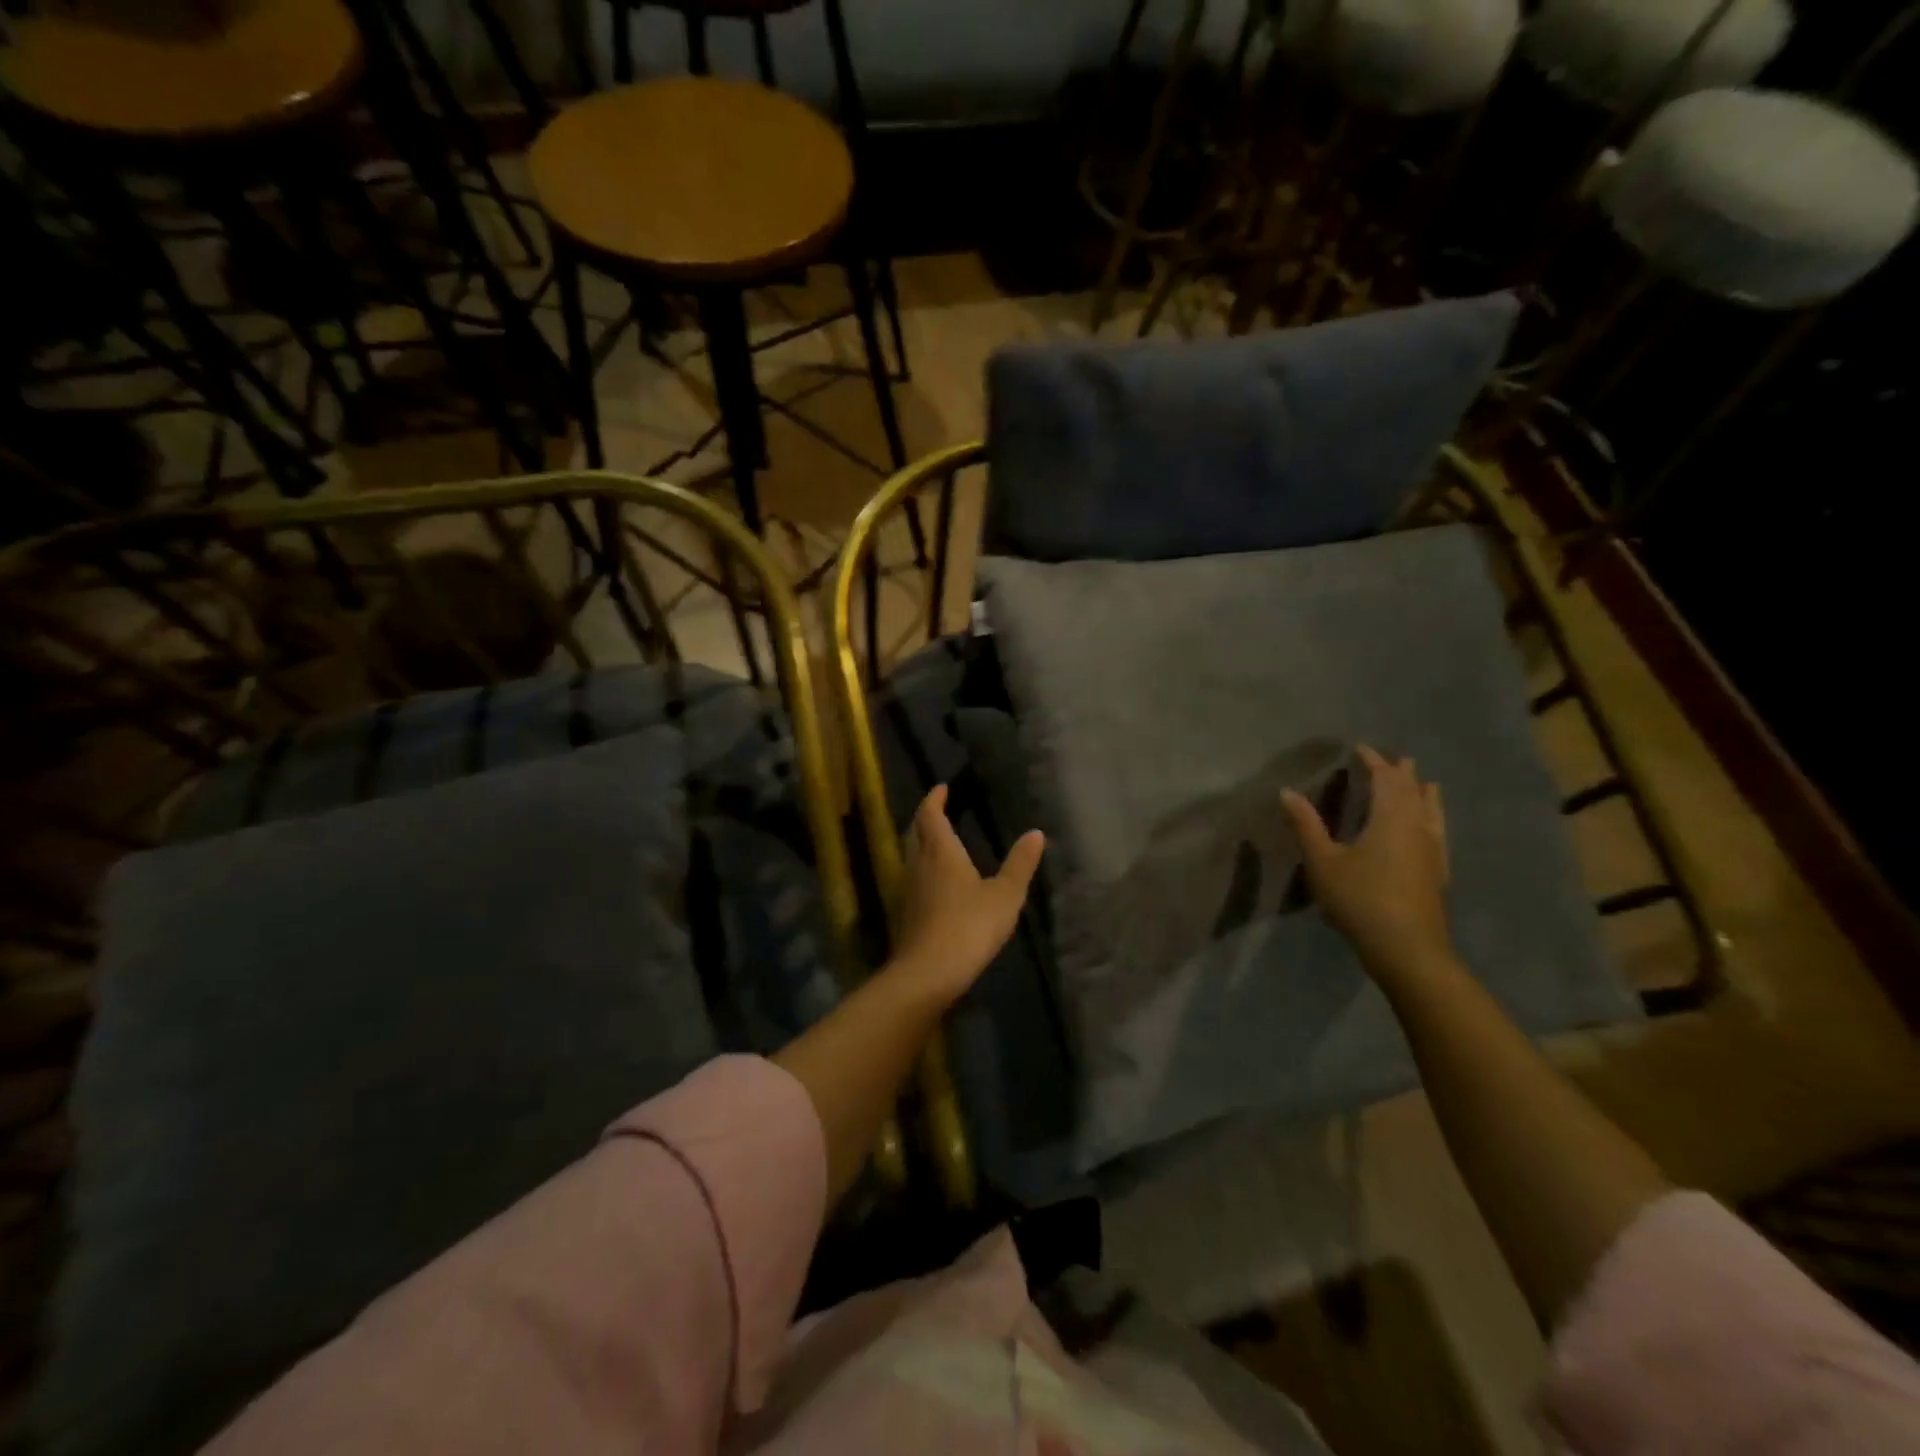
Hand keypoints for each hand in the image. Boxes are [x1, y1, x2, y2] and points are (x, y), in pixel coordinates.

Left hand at [888, 785, 1044, 1007]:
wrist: (928, 972)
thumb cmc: (969, 926)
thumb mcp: (1005, 895)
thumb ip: (1019, 864)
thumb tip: (1035, 833)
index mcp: (941, 851)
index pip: (931, 815)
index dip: (934, 799)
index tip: (941, 788)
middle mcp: (919, 863)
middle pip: (916, 831)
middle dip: (926, 817)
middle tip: (939, 809)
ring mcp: (909, 888)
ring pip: (911, 854)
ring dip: (921, 841)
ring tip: (939, 839)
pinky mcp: (906, 911)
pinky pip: (913, 876)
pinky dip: (923, 866)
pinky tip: (935, 880)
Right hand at [1281, 746, 1453, 984]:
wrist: (1407, 949)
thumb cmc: (1360, 899)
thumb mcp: (1322, 861)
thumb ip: (1306, 825)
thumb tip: (1287, 791)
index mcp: (1391, 818)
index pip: (1386, 779)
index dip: (1374, 762)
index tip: (1360, 749)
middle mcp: (1417, 828)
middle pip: (1413, 792)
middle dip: (1402, 774)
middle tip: (1396, 760)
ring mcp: (1432, 851)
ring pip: (1432, 812)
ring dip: (1425, 794)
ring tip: (1427, 784)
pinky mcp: (1438, 873)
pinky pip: (1438, 832)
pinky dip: (1433, 819)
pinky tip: (1432, 830)